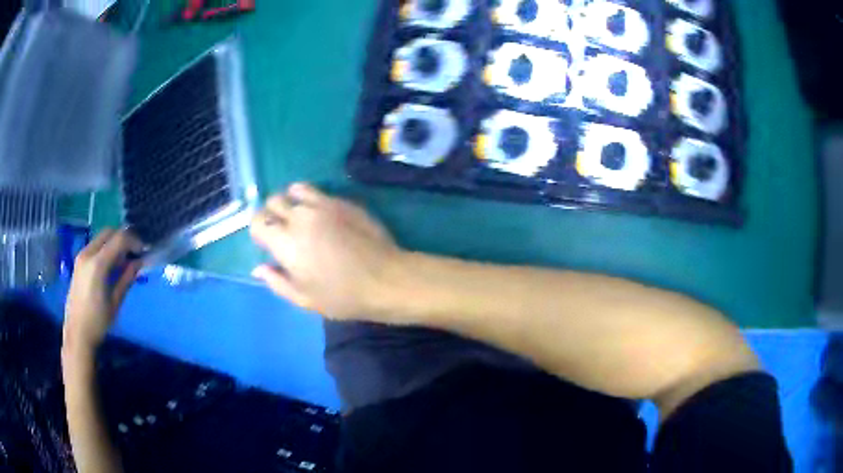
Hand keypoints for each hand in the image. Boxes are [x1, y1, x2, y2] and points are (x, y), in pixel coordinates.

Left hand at [64, 229, 142, 354]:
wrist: (77, 333)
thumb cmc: (98, 322)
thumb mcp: (115, 302)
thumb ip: (126, 278)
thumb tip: (139, 262)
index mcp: (97, 264)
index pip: (119, 239)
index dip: (134, 241)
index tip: (143, 252)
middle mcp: (88, 253)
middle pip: (109, 232)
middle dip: (124, 238)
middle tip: (134, 253)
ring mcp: (81, 256)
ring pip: (102, 237)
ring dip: (115, 243)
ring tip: (124, 261)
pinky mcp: (79, 261)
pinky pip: (95, 246)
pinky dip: (106, 248)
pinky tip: (111, 266)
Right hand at [250, 183, 402, 320]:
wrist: (386, 280)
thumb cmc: (342, 296)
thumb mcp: (304, 299)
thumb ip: (276, 281)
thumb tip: (258, 268)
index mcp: (286, 241)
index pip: (258, 221)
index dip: (259, 230)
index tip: (268, 242)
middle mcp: (300, 216)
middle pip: (274, 200)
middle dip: (272, 213)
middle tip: (283, 230)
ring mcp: (323, 204)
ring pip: (295, 189)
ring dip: (291, 200)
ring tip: (301, 218)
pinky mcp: (343, 201)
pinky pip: (318, 192)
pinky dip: (312, 200)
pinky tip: (324, 218)